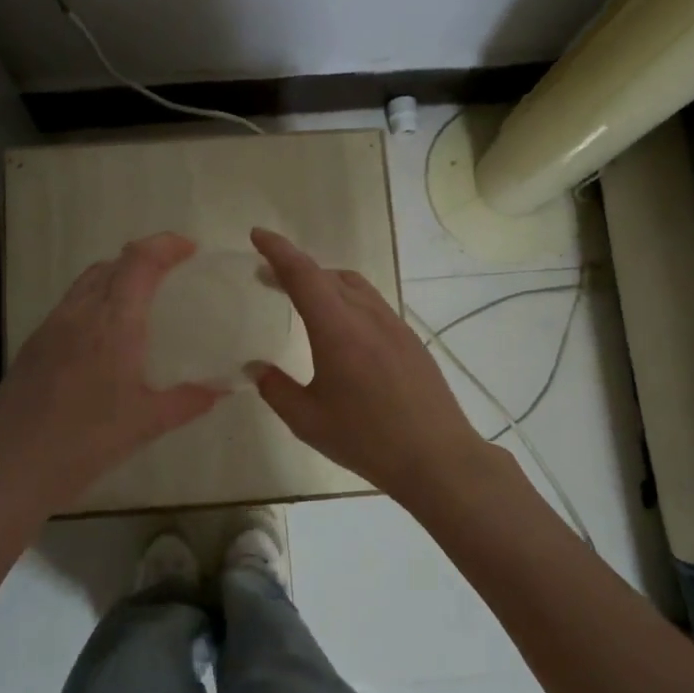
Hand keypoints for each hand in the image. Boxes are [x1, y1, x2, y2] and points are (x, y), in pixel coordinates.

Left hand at [0, 232, 223, 514]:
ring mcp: (51, 327)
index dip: (165, 244)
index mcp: (113, 324)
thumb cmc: (86, 443)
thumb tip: (221, 389)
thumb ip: (188, 401)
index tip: (190, 249)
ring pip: (87, 282)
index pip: (139, 261)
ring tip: (139, 302)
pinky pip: (69, 305)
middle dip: (144, 258)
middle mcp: (79, 313)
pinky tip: (103, 338)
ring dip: (116, 277)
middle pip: (112, 264)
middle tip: (171, 276)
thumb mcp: (147, 424)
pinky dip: (94, 301)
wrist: (11, 468)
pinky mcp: (33, 345)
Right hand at [248, 228, 491, 503]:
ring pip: (353, 285)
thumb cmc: (367, 440)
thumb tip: (256, 368)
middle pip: (327, 275)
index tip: (257, 235)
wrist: (438, 457)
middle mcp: (367, 315)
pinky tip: (340, 326)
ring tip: (302, 295)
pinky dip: (346, 298)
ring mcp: (394, 324)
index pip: (303, 274)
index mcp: (338, 329)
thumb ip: (276, 389)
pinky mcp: (409, 339)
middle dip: (294, 267)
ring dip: (323, 280)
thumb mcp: (308, 420)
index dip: (277, 250)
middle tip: (267, 275)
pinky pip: (371, 302)